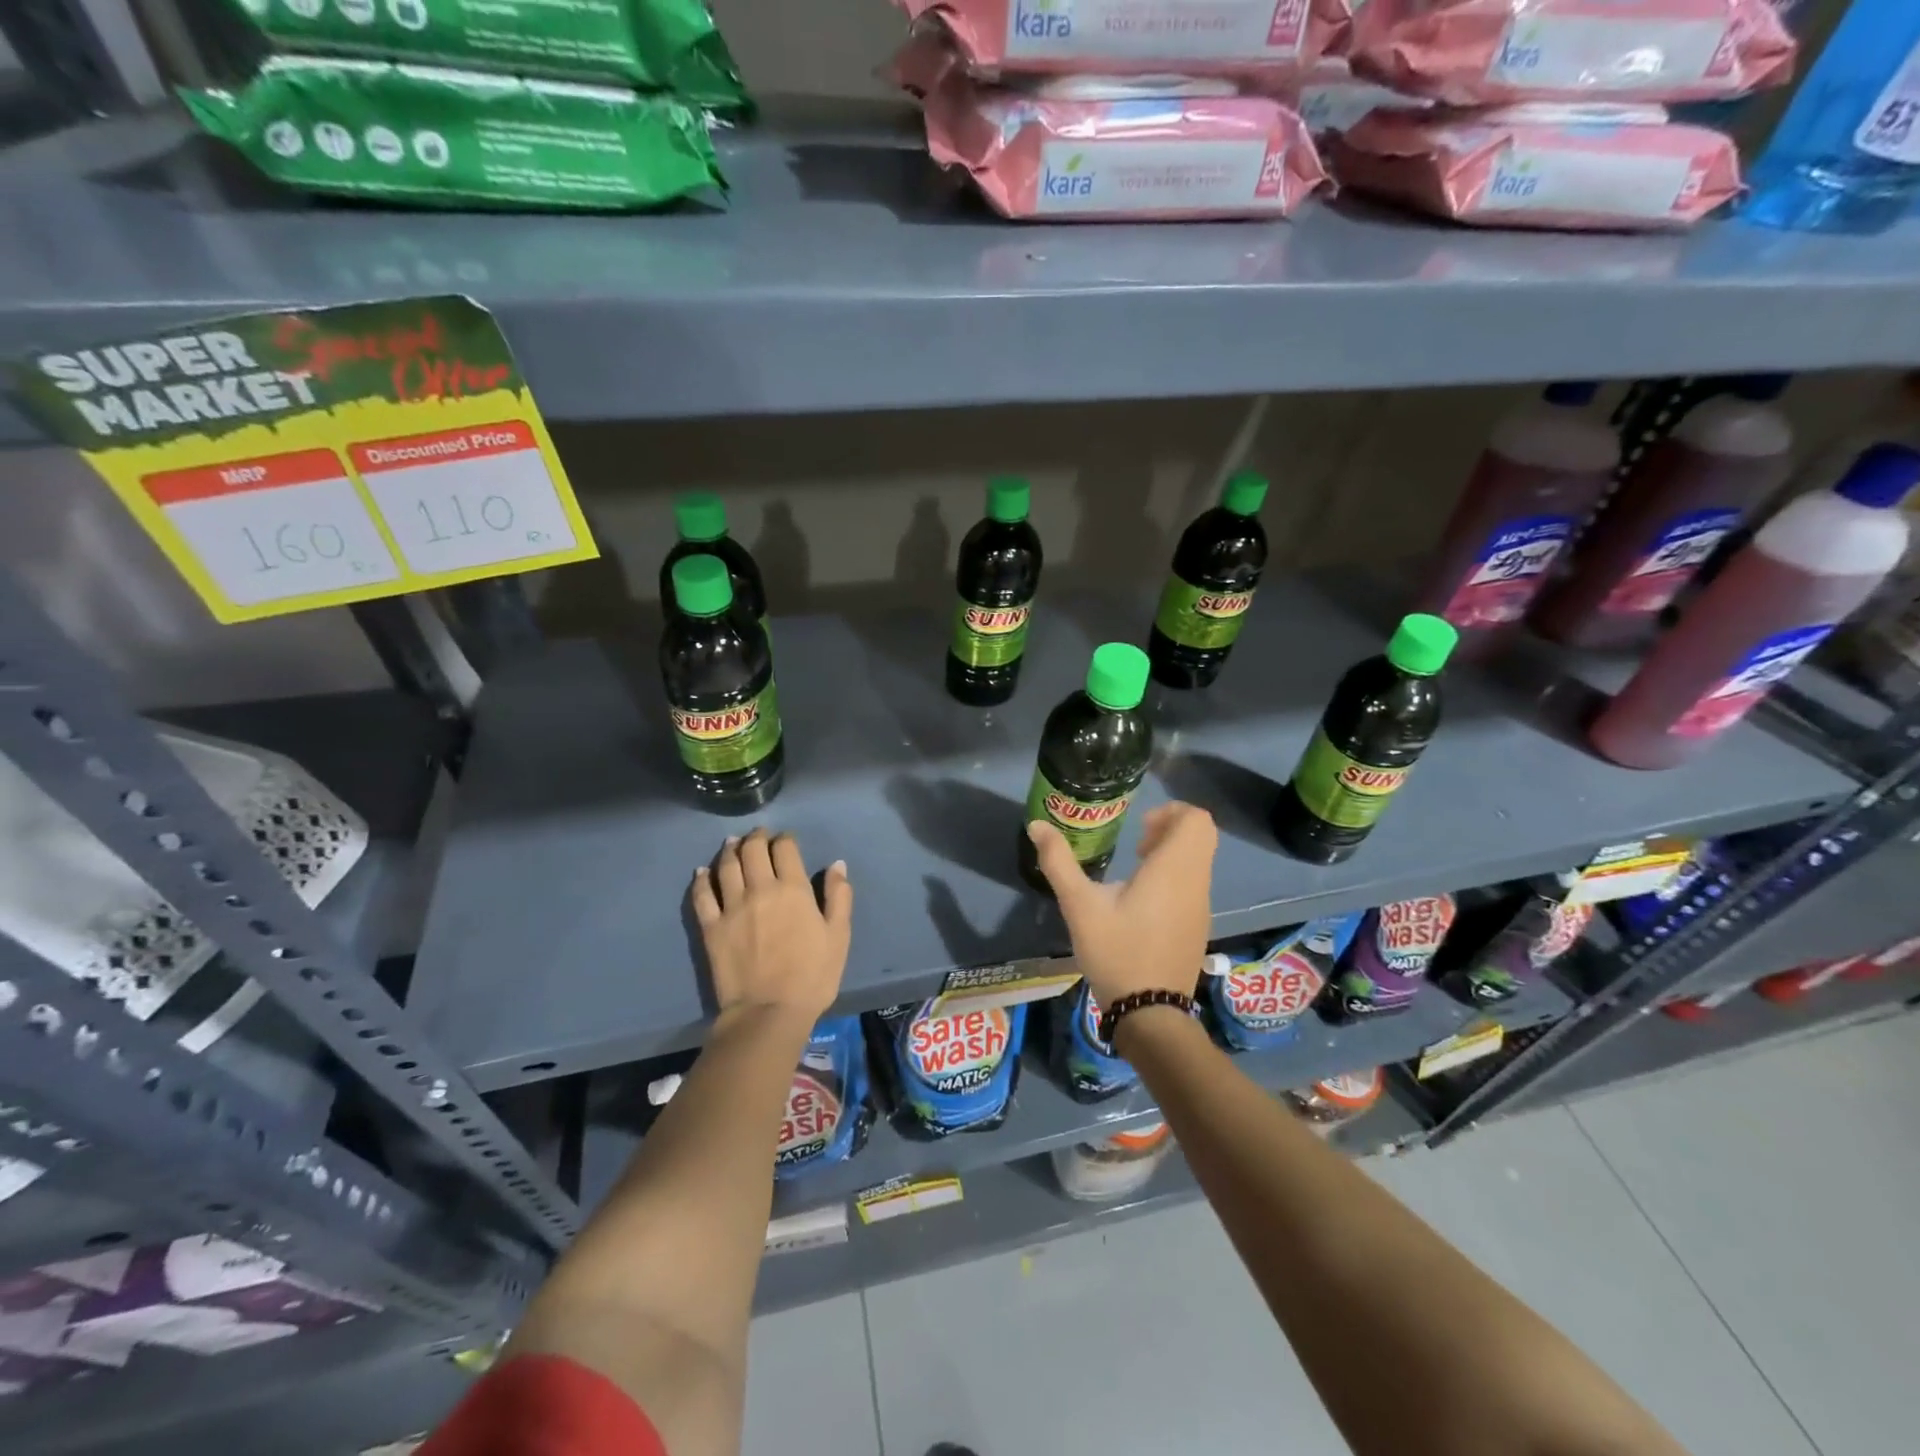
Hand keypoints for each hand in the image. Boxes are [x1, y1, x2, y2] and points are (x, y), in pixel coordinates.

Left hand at [691, 829, 851, 1022]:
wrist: (769, 1012)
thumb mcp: (839, 936)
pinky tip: (701, 872)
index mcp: (793, 889)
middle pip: (753, 850)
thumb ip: (838, 896)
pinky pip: (702, 895)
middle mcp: (760, 889)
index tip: (786, 839)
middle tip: (759, 836)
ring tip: (732, 843)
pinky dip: (701, 879)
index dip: (785, 838)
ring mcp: (731, 907)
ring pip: (726, 866)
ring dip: (730, 850)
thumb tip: (837, 864)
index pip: (785, 849)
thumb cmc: (812, 976)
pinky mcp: (711, 927)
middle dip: (756, 838)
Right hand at [1026, 801, 1215, 1006]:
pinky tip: (1143, 902)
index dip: (1171, 812)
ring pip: (1200, 861)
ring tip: (1136, 869)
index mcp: (1173, 870)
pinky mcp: (1199, 927)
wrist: (1150, 1012)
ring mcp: (1201, 906)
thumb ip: (1059, 862)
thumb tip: (1037, 825)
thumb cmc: (1116, 951)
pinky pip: (1195, 884)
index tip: (1139, 827)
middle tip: (1138, 843)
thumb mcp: (1080, 906)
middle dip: (1172, 829)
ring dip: (1173, 854)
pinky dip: (1176, 878)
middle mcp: (1195, 883)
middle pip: (1202, 835)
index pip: (1196, 820)